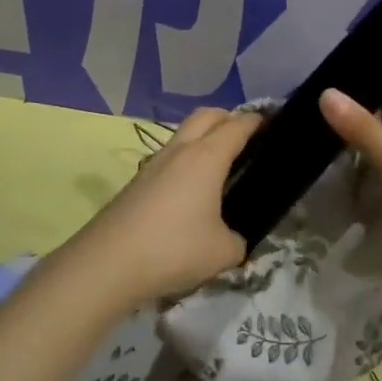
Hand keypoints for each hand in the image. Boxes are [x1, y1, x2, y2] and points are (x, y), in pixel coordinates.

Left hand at [65, 108, 265, 302]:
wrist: (107, 264)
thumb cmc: (174, 249)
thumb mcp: (223, 252)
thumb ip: (237, 239)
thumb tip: (232, 238)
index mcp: (207, 157)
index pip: (237, 126)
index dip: (258, 121)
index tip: (273, 125)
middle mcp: (179, 151)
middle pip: (206, 116)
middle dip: (229, 119)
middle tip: (246, 139)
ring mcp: (153, 164)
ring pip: (183, 135)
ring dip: (203, 139)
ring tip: (219, 167)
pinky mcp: (136, 183)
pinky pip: (168, 159)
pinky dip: (185, 162)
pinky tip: (190, 191)